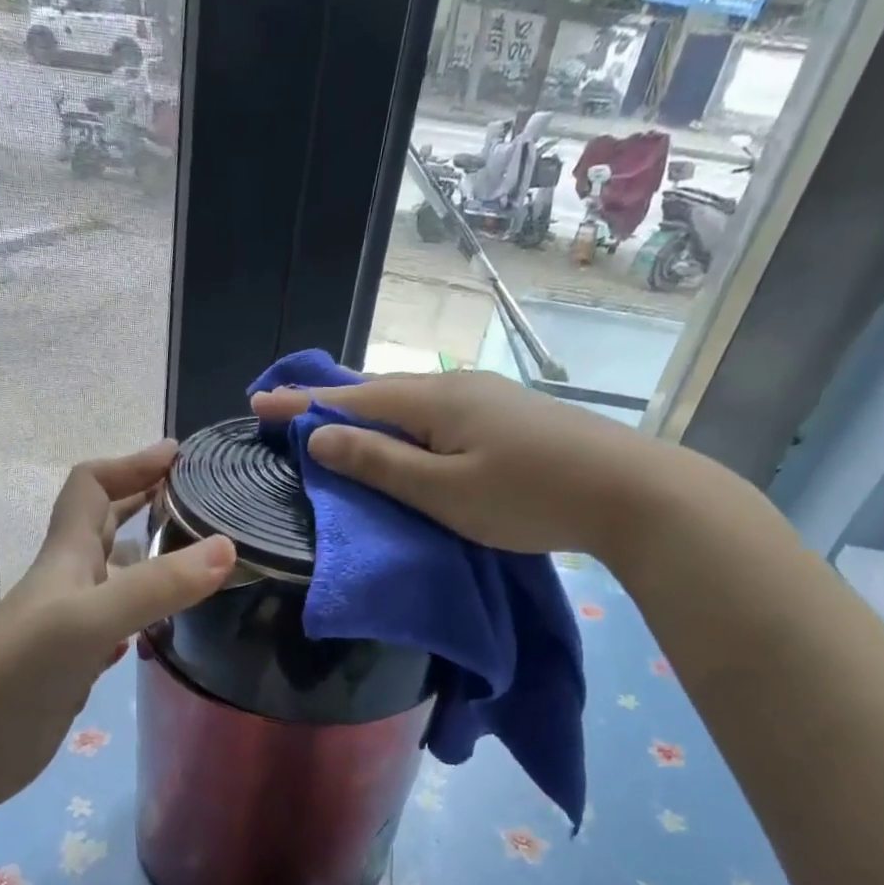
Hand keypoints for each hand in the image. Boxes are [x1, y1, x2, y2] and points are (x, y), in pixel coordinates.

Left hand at [0, 442, 234, 822]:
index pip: (91, 488)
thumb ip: (156, 586)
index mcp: (66, 557)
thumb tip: (228, 547)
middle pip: (104, 526)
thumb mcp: (89, 620)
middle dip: (145, 502)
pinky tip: (167, 627)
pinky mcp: (76, 665)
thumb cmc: (20, 671)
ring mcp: (71, 626)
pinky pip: (117, 624)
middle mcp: (68, 583)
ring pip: (115, 577)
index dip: (130, 464)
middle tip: (199, 500)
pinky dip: (143, 615)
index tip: (178, 455)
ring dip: (150, 561)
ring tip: (200, 562)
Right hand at [252, 370, 698, 559]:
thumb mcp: (443, 492)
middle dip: (327, 401)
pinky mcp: (504, 417)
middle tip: (285, 412)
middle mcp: (453, 387)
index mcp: (432, 401)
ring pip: (407, 402)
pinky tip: (399, 435)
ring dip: (364, 412)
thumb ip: (380, 464)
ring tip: (331, 422)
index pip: (350, 398)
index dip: (300, 403)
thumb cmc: (527, 497)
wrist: (628, 491)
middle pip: (377, 392)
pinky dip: (399, 424)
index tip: (256, 403)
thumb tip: (320, 437)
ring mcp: (483, 398)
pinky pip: (432, 414)